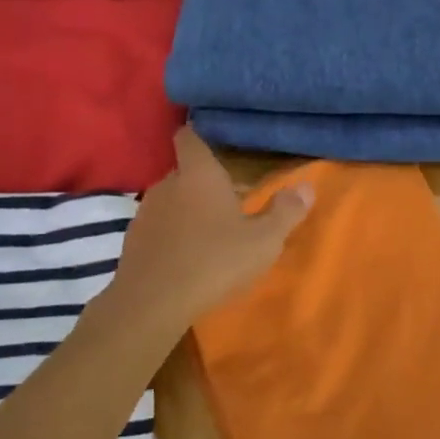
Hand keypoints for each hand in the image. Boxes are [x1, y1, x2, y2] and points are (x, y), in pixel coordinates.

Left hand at [111, 128, 312, 328]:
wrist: (153, 303)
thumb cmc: (214, 260)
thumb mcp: (263, 240)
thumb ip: (285, 212)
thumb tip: (306, 187)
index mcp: (199, 174)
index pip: (190, 138)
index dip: (199, 135)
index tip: (213, 142)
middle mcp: (167, 184)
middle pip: (185, 172)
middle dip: (204, 183)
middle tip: (230, 200)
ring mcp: (146, 212)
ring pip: (171, 201)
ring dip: (188, 211)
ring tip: (210, 233)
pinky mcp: (132, 241)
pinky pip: (158, 228)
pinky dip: (172, 235)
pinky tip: (187, 257)